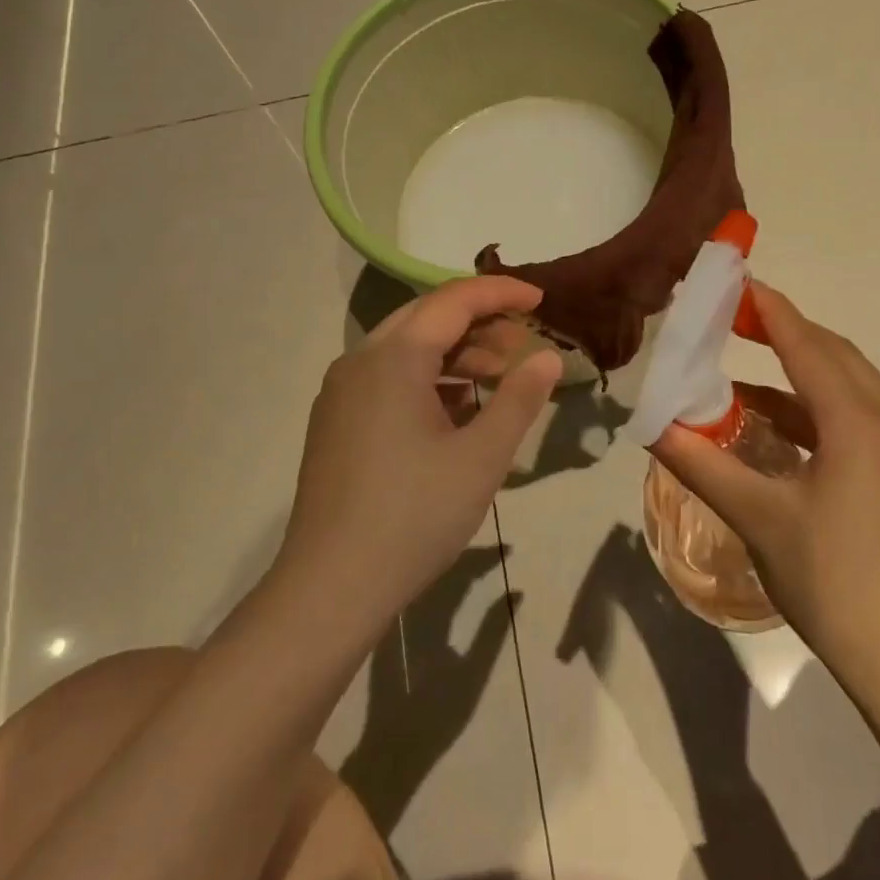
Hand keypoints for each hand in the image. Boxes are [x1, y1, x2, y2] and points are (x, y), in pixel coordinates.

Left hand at [280, 276, 561, 629]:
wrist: (331, 586)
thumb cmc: (415, 516)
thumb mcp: (482, 457)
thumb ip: (519, 398)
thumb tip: (547, 357)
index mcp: (394, 358)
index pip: (454, 301)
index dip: (501, 293)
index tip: (541, 299)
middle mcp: (360, 361)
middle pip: (427, 318)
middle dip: (479, 322)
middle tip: (523, 343)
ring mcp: (341, 392)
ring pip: (406, 349)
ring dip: (455, 354)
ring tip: (498, 378)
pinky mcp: (336, 422)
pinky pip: (388, 379)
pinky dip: (428, 380)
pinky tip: (457, 411)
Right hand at [649, 282, 879, 668]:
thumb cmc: (829, 577)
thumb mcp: (757, 515)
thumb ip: (701, 463)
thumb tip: (652, 426)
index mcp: (858, 423)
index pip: (807, 347)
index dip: (771, 312)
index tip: (740, 282)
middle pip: (836, 356)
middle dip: (788, 332)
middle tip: (738, 318)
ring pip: (850, 388)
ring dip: (801, 373)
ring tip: (745, 377)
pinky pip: (858, 420)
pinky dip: (817, 411)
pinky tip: (779, 430)